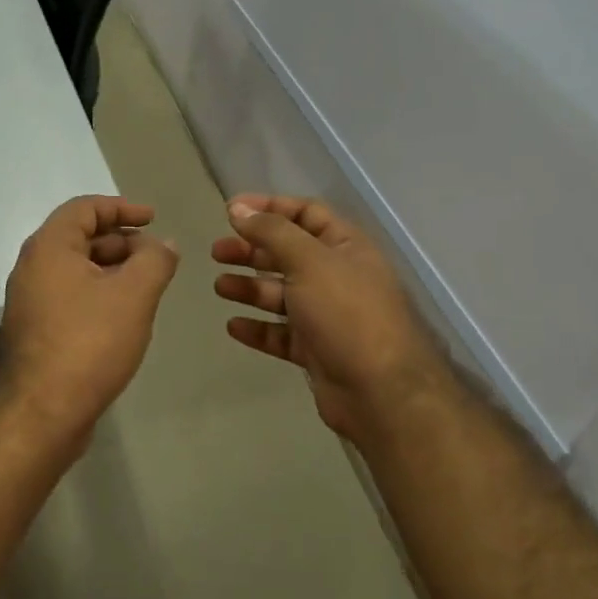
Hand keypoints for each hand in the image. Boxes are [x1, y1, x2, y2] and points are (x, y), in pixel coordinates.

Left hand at [0, 196, 179, 445]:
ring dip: (112, 271)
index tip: (154, 219)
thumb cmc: (89, 342)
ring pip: (76, 271)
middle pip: (79, 238)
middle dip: (122, 242)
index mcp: (49, 247)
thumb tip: (163, 244)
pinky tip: (124, 318)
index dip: (122, 207)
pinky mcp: (36, 332)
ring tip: (147, 289)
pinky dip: (98, 296)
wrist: (41, 412)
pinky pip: (70, 298)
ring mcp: (30, 302)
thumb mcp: (133, 294)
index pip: (84, 208)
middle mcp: (32, 268)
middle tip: (156, 259)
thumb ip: (155, 260)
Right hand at [213, 194, 458, 447]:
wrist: (380, 391)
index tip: (230, 211)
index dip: (269, 207)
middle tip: (217, 252)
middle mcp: (337, 277)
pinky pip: (280, 333)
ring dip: (249, 288)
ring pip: (281, 295)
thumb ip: (272, 231)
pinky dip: (258, 328)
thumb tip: (238, 208)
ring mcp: (327, 316)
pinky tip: (234, 326)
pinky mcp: (316, 350)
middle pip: (288, 254)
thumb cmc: (346, 313)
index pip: (306, 214)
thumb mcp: (309, 261)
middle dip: (251, 250)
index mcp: (346, 247)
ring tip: (220, 288)